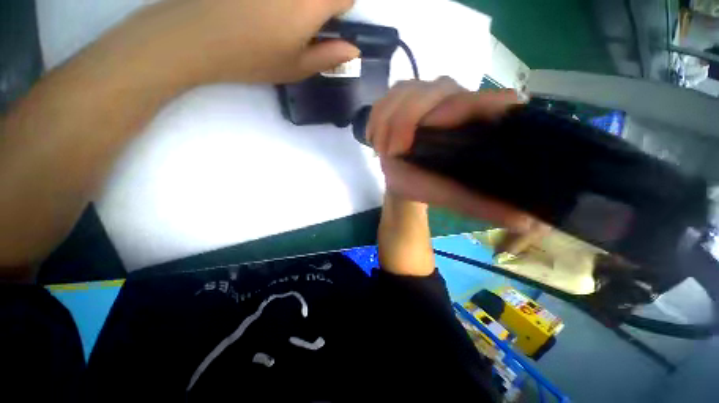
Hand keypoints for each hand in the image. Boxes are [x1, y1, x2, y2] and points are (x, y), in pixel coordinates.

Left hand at [87, 0, 358, 86]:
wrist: (195, 35)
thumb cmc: (251, 58)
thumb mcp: (296, 68)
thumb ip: (329, 57)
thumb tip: (353, 50)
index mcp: (311, 4)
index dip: (341, 9)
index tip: (327, 24)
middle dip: (322, 4)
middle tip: (302, 22)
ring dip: (298, 6)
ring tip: (281, 18)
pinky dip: (282, 4)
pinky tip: (265, 9)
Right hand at [367, 77, 535, 231]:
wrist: (405, 176)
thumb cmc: (430, 185)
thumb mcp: (455, 197)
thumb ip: (483, 206)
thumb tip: (529, 224)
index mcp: (476, 122)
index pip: (484, 101)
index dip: (466, 107)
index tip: (430, 132)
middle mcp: (454, 100)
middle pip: (436, 90)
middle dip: (408, 120)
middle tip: (393, 151)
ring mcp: (426, 94)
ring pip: (407, 90)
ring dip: (388, 120)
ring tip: (383, 149)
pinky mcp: (404, 96)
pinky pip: (387, 97)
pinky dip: (376, 117)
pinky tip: (375, 138)